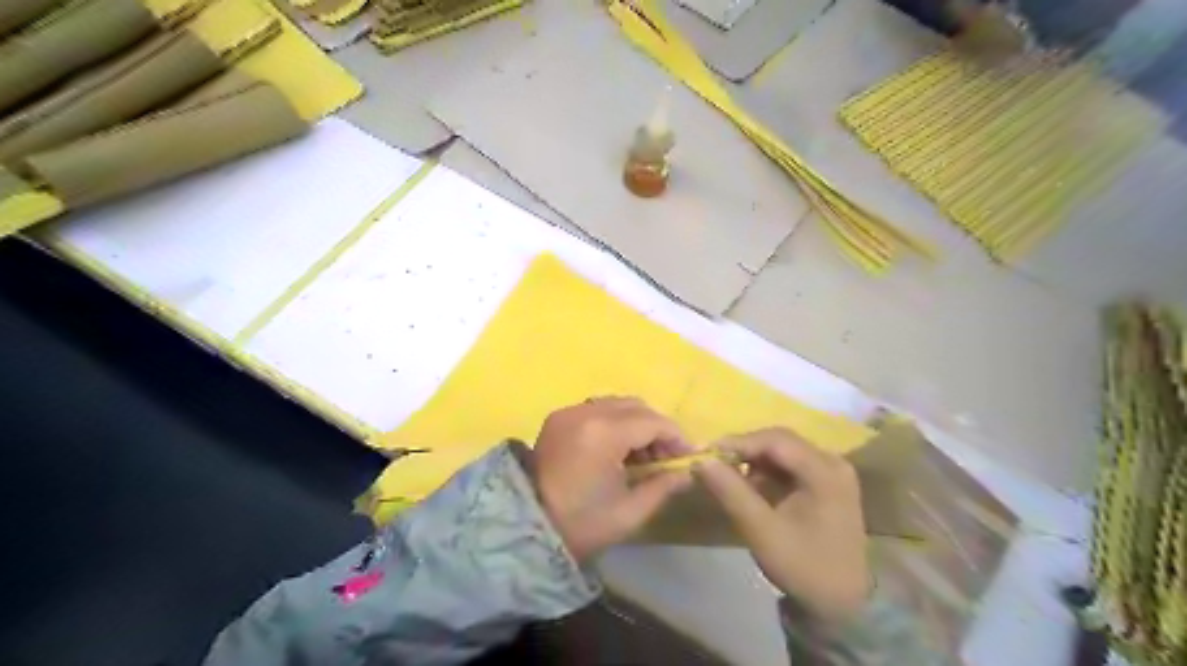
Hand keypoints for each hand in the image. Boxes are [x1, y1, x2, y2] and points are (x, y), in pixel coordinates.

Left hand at [530, 397, 692, 565]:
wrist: (526, 528)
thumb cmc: (581, 524)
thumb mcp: (630, 512)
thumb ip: (663, 485)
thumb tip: (687, 471)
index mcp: (603, 433)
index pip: (652, 422)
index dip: (676, 437)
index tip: (690, 455)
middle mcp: (585, 412)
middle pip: (635, 407)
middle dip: (657, 428)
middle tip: (668, 456)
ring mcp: (568, 412)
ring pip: (616, 404)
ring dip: (636, 423)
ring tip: (644, 454)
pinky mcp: (558, 418)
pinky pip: (597, 409)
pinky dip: (615, 422)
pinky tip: (619, 448)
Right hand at [697, 429, 869, 625]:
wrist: (842, 604)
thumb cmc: (803, 567)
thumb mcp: (762, 532)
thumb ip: (731, 492)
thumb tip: (701, 461)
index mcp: (824, 471)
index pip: (775, 441)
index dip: (737, 442)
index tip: (705, 452)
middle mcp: (832, 462)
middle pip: (780, 441)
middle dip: (745, 449)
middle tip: (713, 462)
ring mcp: (832, 471)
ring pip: (783, 451)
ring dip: (754, 460)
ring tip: (727, 475)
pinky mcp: (827, 483)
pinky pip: (790, 465)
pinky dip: (767, 471)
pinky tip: (750, 486)